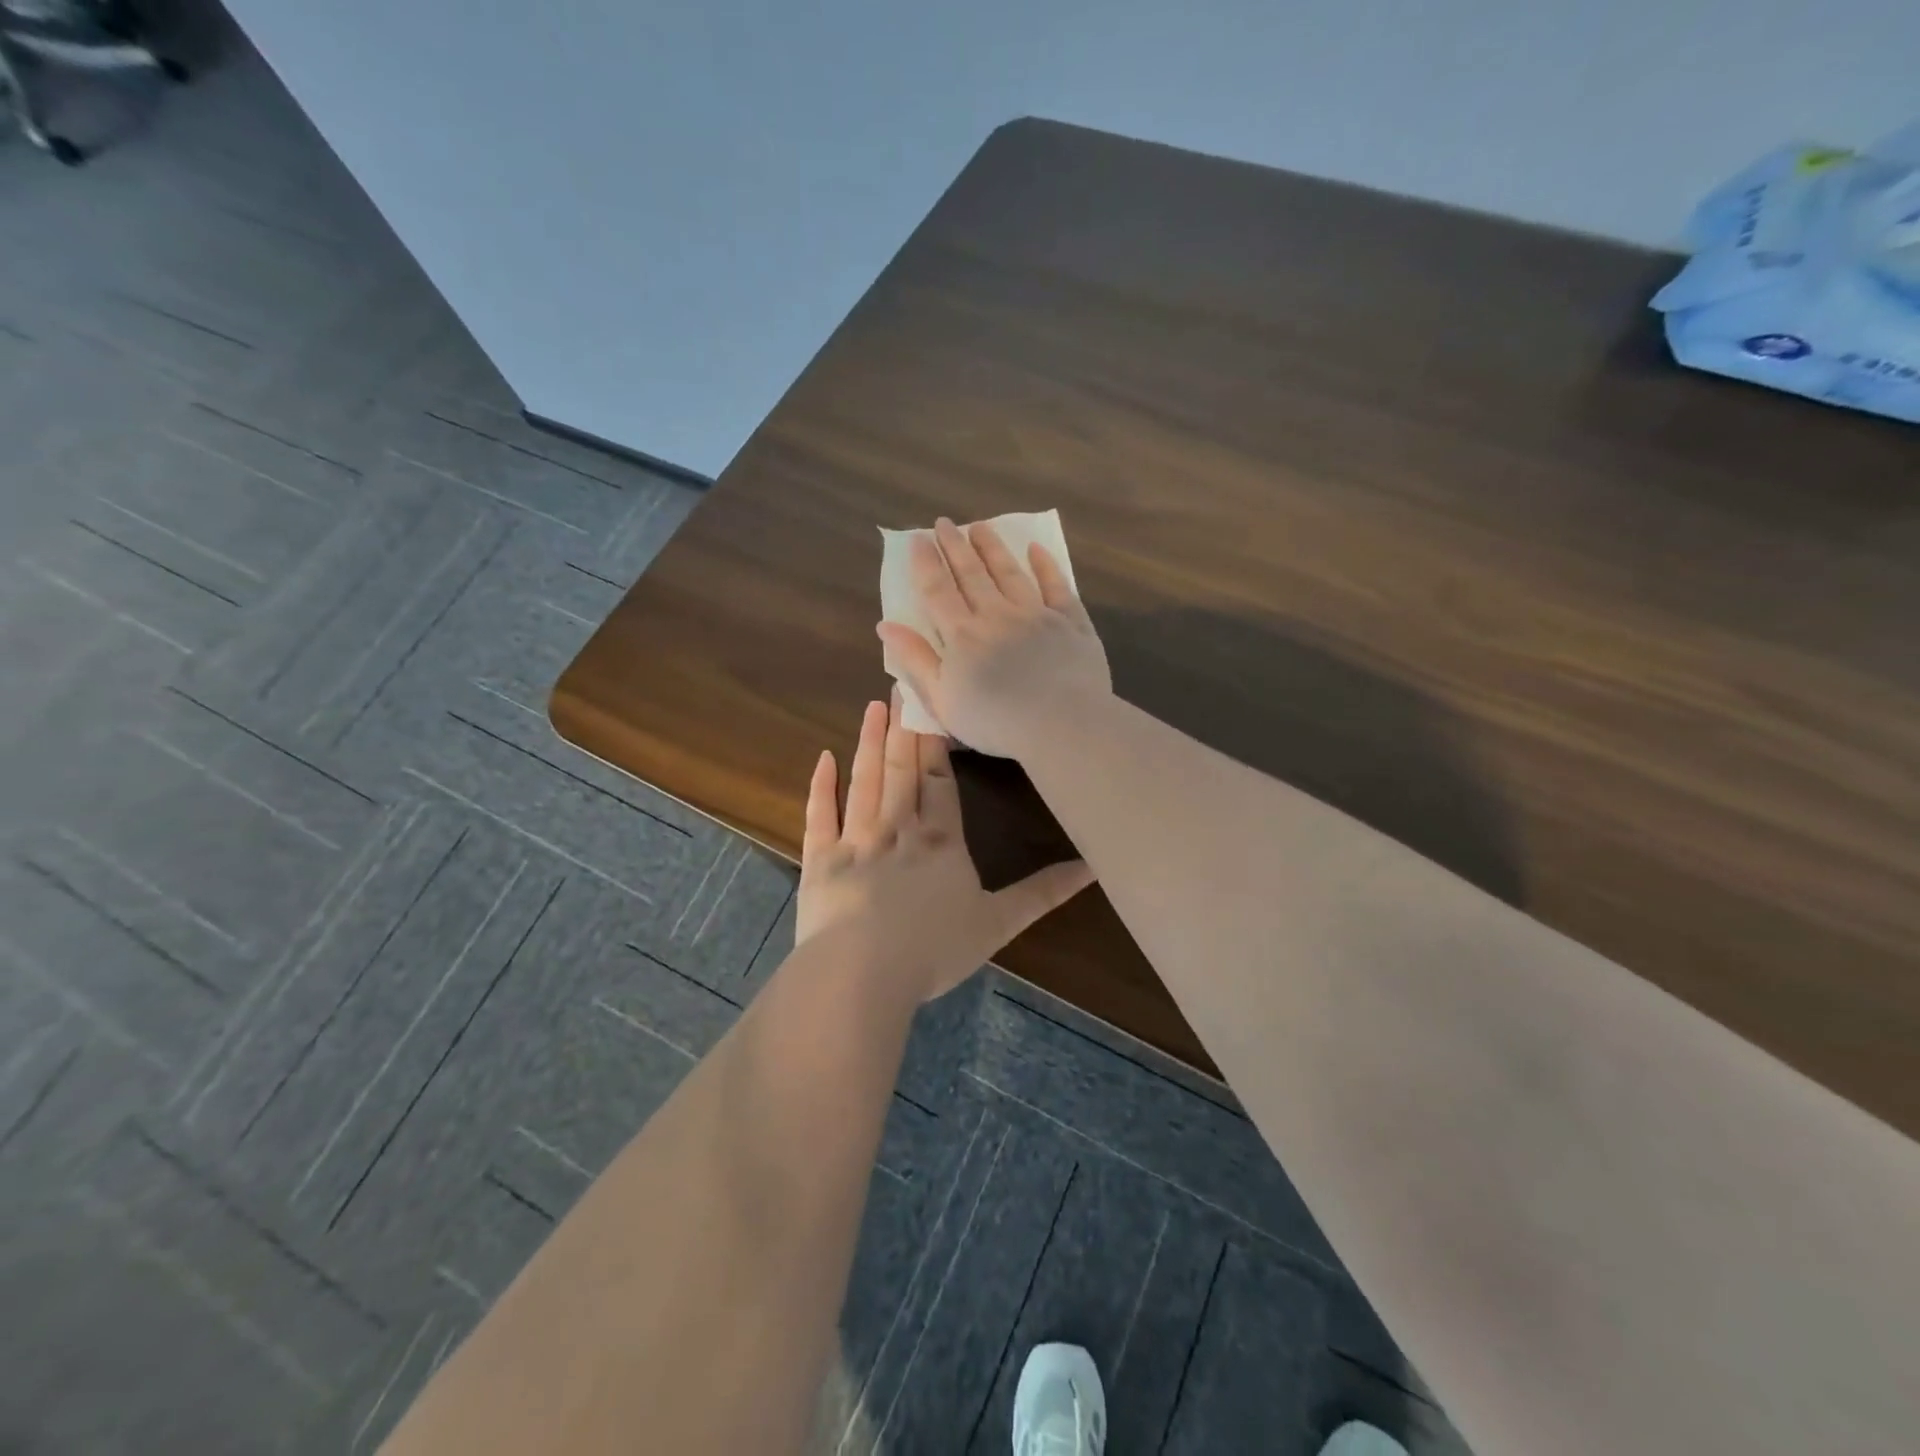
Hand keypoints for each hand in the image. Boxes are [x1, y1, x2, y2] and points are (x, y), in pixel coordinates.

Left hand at [796, 694, 1094, 1001]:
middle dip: (903, 728)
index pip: (940, 781)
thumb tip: (1092, 868)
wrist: (862, 972)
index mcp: (940, 840)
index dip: (937, 744)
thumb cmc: (933, 949)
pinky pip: (820, 815)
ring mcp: (855, 840)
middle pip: (902, 769)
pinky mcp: (820, 860)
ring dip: (869, 743)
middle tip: (900, 684)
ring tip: (873, 706)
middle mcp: (898, 828)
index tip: (933, 706)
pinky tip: (823, 758)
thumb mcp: (998, 923)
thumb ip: (1042, 893)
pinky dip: (821, 787)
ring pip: (865, 780)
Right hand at [876, 518, 1112, 759]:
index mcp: (962, 635)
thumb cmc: (995, 721)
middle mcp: (997, 614)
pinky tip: (1036, 550)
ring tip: (980, 527)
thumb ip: (915, 660)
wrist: (1061, 723)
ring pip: (1010, 572)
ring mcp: (1036, 614)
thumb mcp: (942, 699)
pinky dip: (1045, 566)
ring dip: (993, 548)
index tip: (917, 539)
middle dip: (955, 546)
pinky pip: (1056, 586)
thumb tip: (885, 625)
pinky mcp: (1070, 621)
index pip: (938, 591)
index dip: (926, 564)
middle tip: (944, 523)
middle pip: (972, 574)